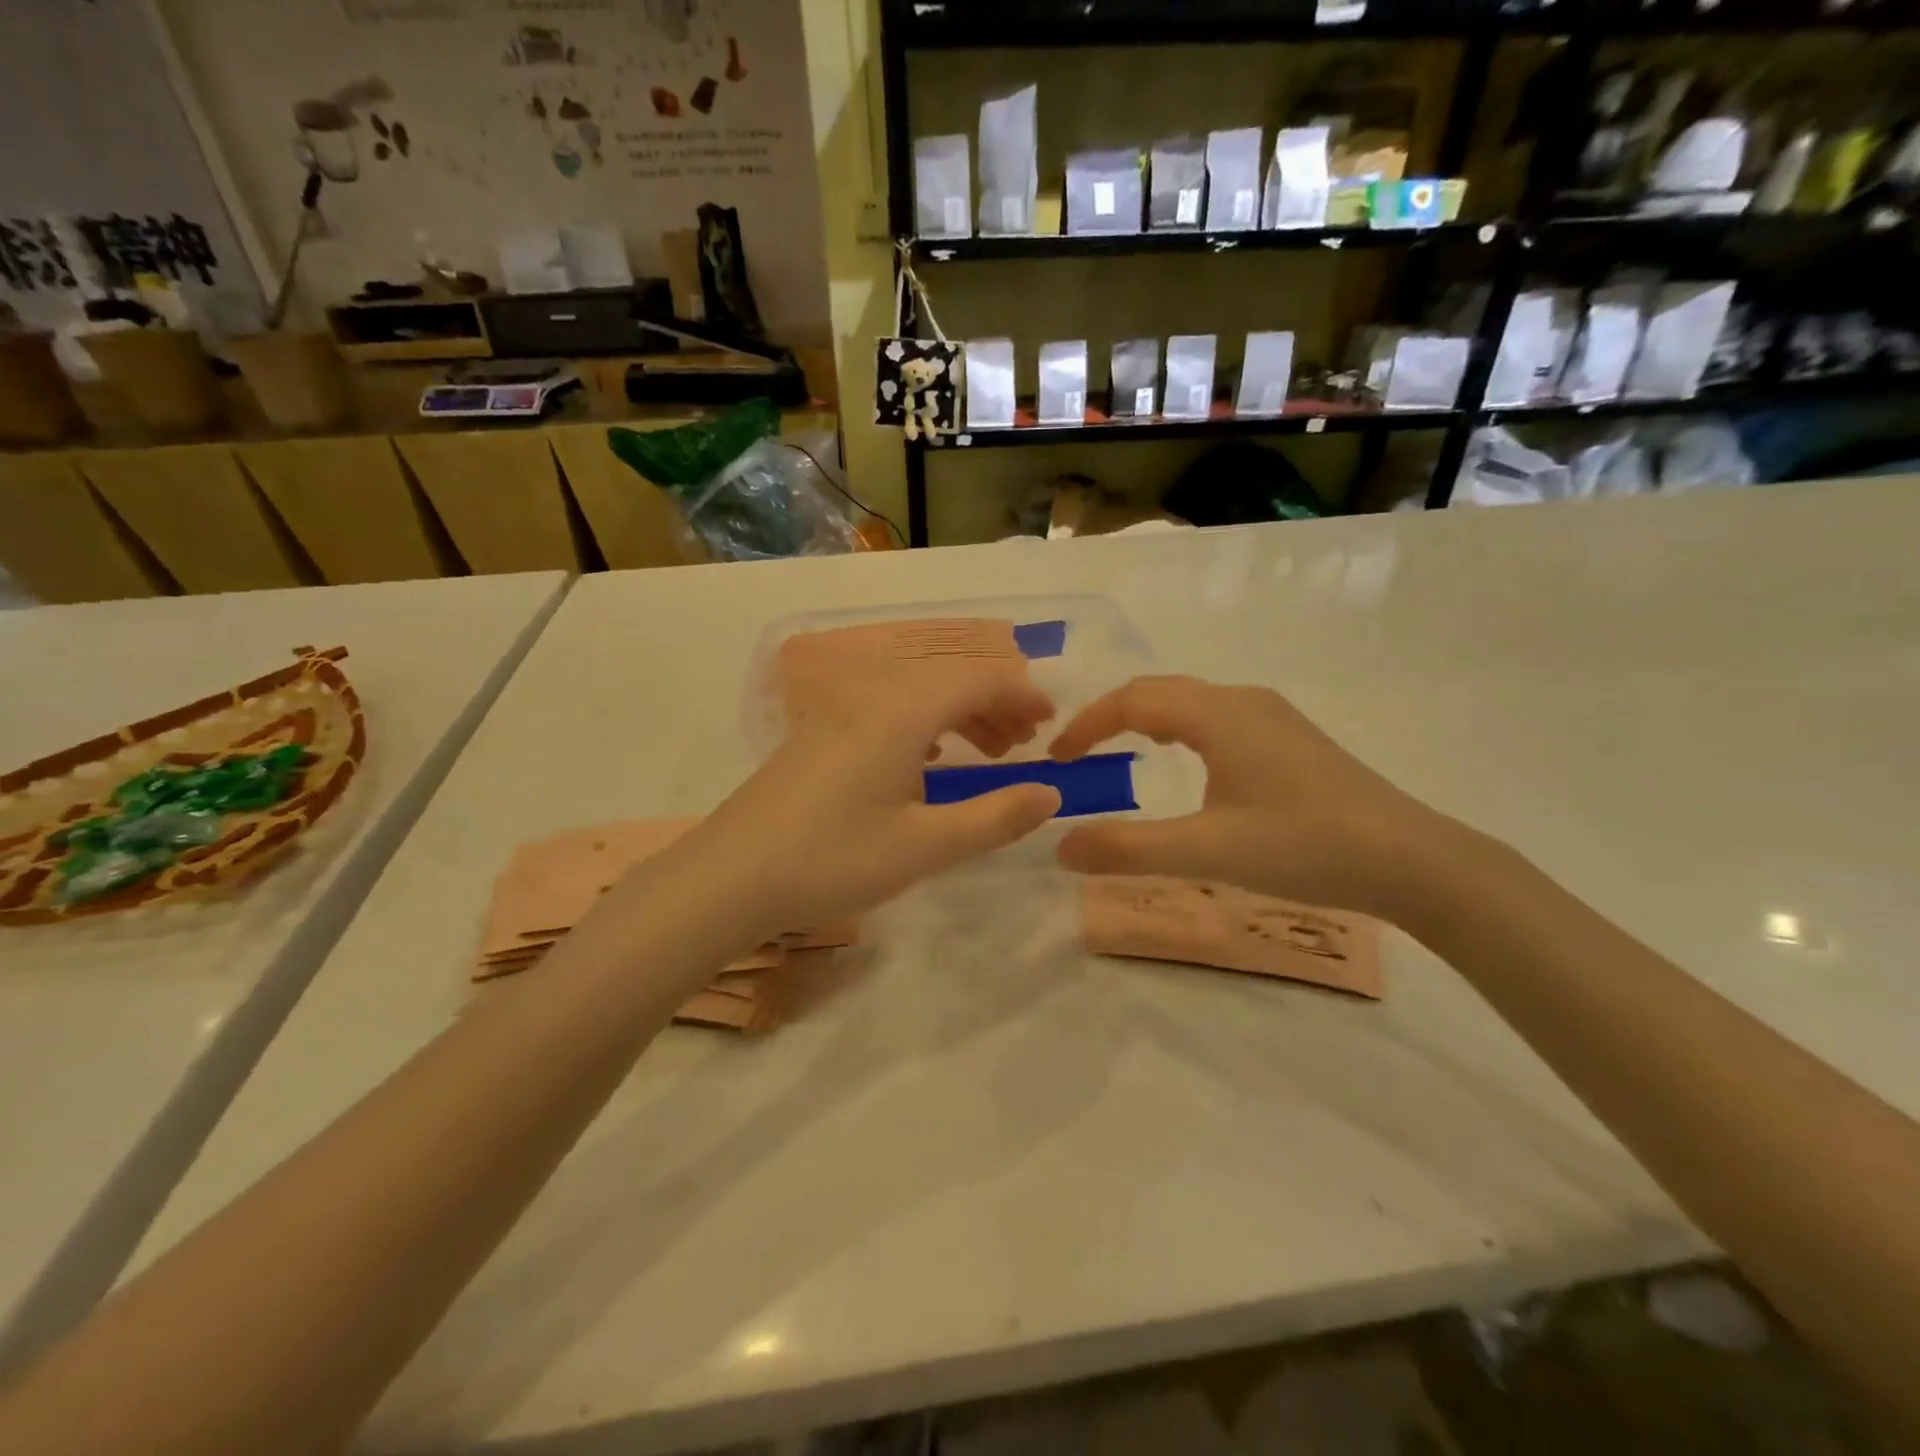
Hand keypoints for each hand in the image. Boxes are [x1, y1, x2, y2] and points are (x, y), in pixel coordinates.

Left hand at [683, 662, 1061, 937]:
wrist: (728, 877)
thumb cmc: (832, 859)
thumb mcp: (925, 847)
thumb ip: (994, 818)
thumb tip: (1050, 793)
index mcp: (902, 713)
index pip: (977, 680)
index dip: (1021, 695)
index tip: (1051, 723)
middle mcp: (871, 699)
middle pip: (947, 681)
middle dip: (994, 706)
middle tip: (1023, 746)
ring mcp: (838, 716)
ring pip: (915, 696)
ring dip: (959, 716)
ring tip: (987, 754)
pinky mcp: (817, 738)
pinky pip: (886, 712)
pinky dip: (923, 726)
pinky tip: (927, 760)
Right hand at [1048, 675, 1455, 919]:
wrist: (1412, 860)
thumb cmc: (1303, 845)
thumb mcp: (1205, 851)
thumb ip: (1127, 849)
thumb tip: (1060, 846)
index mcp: (1218, 714)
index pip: (1132, 699)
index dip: (1087, 724)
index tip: (1057, 757)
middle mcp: (1243, 700)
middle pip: (1160, 691)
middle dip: (1112, 716)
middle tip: (1080, 753)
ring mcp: (1272, 716)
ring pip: (1191, 702)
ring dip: (1147, 719)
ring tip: (1121, 752)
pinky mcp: (1291, 738)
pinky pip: (1217, 717)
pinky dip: (1180, 730)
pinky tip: (1188, 764)